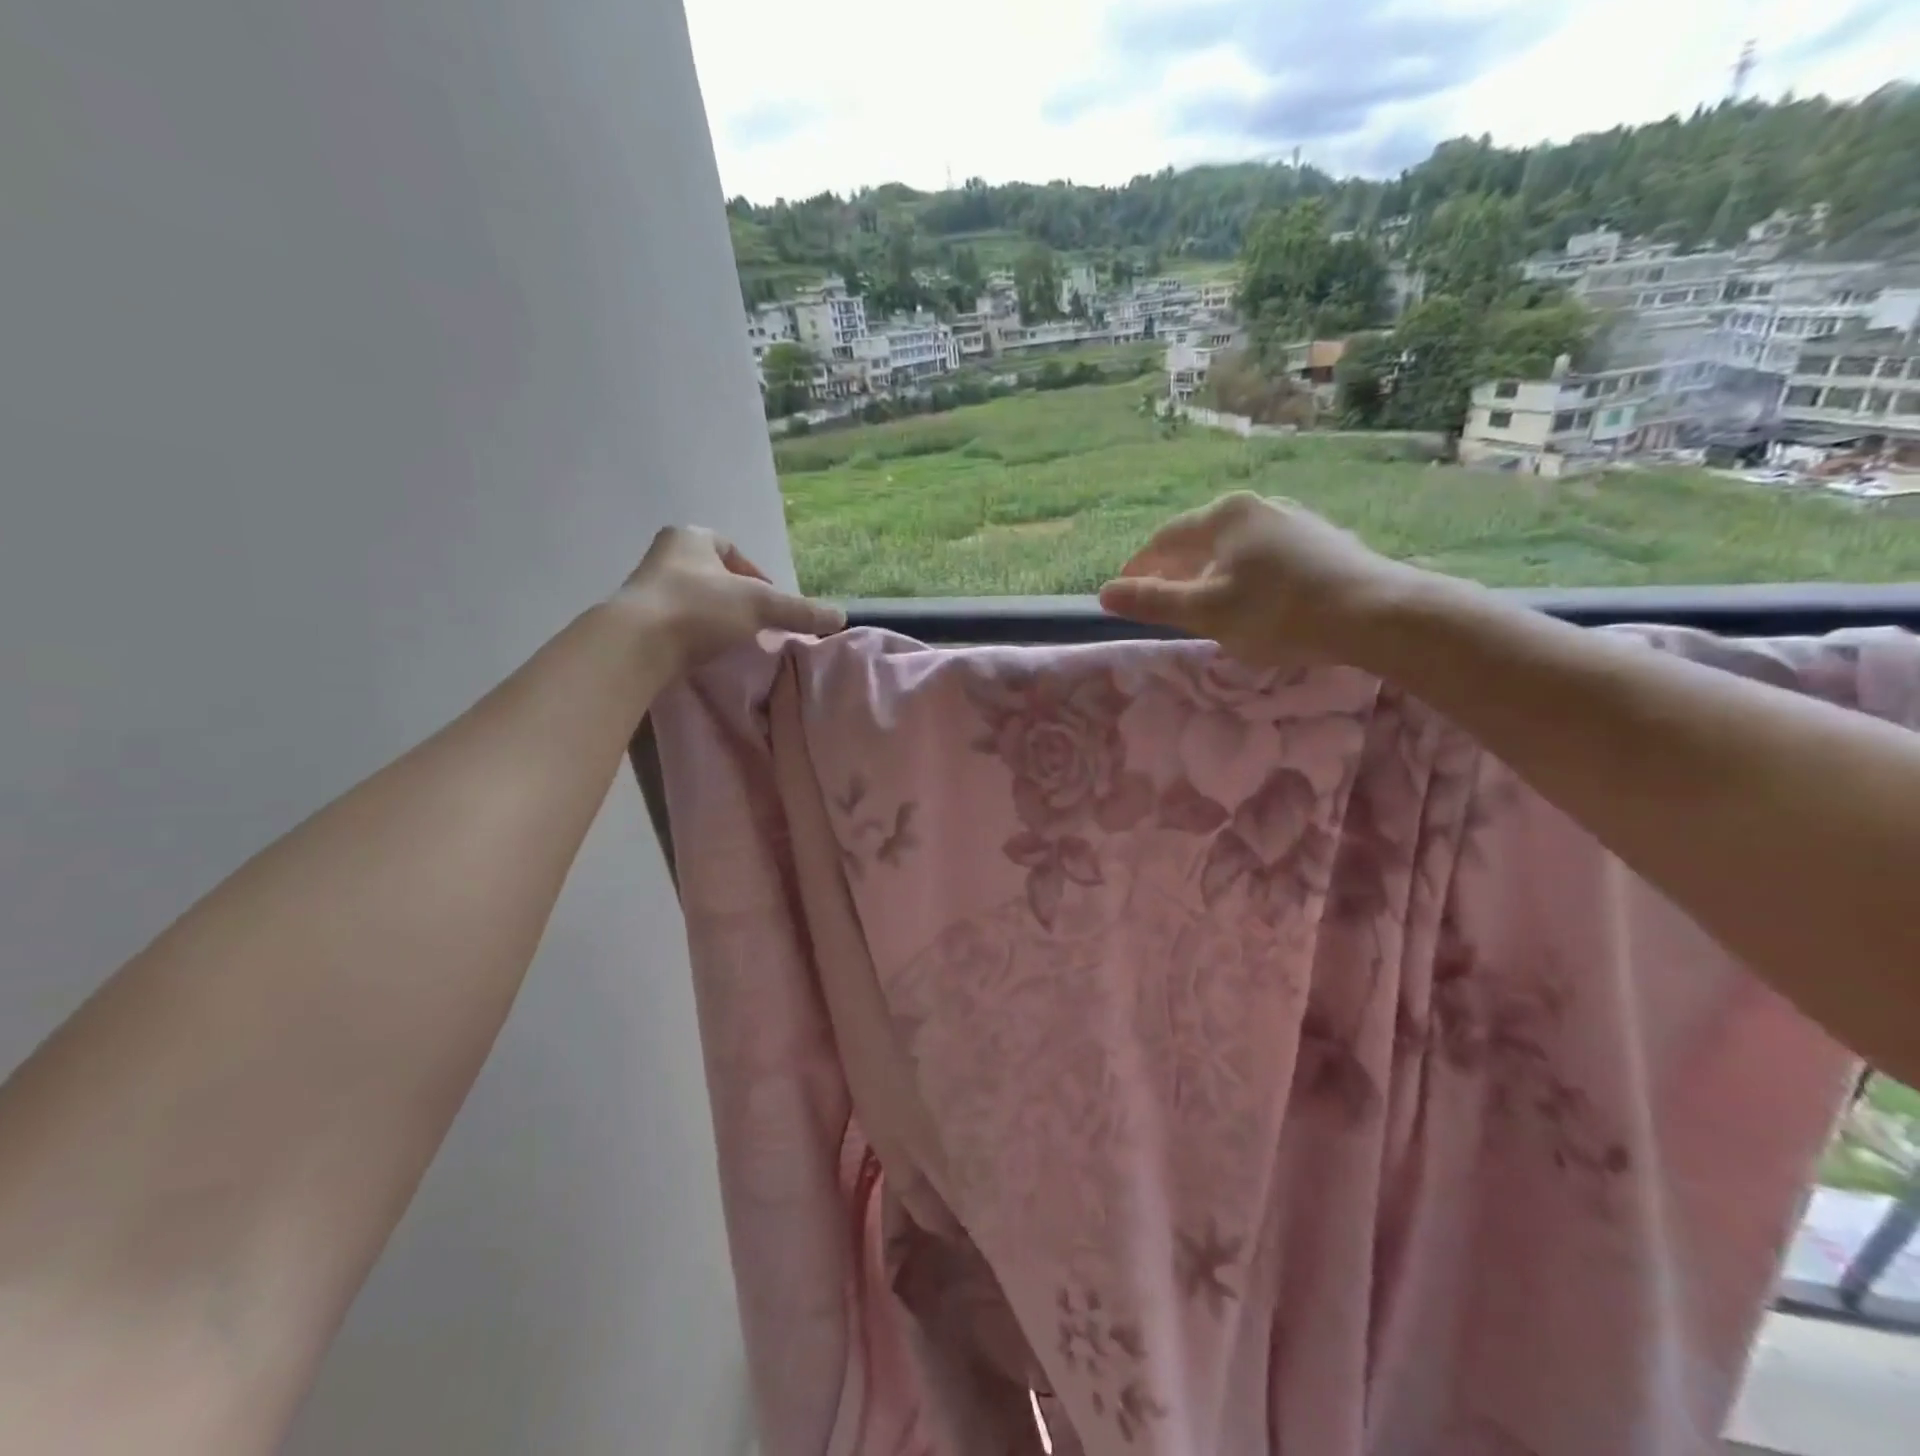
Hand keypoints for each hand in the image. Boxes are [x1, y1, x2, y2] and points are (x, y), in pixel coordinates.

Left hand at [614, 525, 844, 675]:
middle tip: (756, 624)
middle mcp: (664, 556)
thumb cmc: (699, 609)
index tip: (769, 601)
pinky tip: (706, 655)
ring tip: (734, 643)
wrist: (635, 645)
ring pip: (693, 600)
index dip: (755, 573)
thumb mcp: (760, 606)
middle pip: (712, 576)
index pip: (730, 549)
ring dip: (714, 619)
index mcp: (691, 538)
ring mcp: (645, 589)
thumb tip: (840, 616)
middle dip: (735, 598)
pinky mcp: (635, 622)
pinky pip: (675, 624)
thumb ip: (799, 610)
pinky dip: (694, 637)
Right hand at [1098, 492, 1421, 666]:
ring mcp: (1294, 519)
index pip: (1165, 540)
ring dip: (1210, 574)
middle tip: (1160, 602)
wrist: (1374, 613)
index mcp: (1224, 515)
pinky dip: (1245, 576)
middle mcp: (1258, 506)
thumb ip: (1153, 601)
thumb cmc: (1278, 612)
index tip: (1124, 592)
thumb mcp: (1205, 612)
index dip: (1139, 568)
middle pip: (1200, 540)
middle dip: (1174, 571)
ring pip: (1234, 548)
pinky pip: (1265, 556)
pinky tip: (1253, 601)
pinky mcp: (1322, 540)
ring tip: (1203, 604)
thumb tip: (1105, 593)